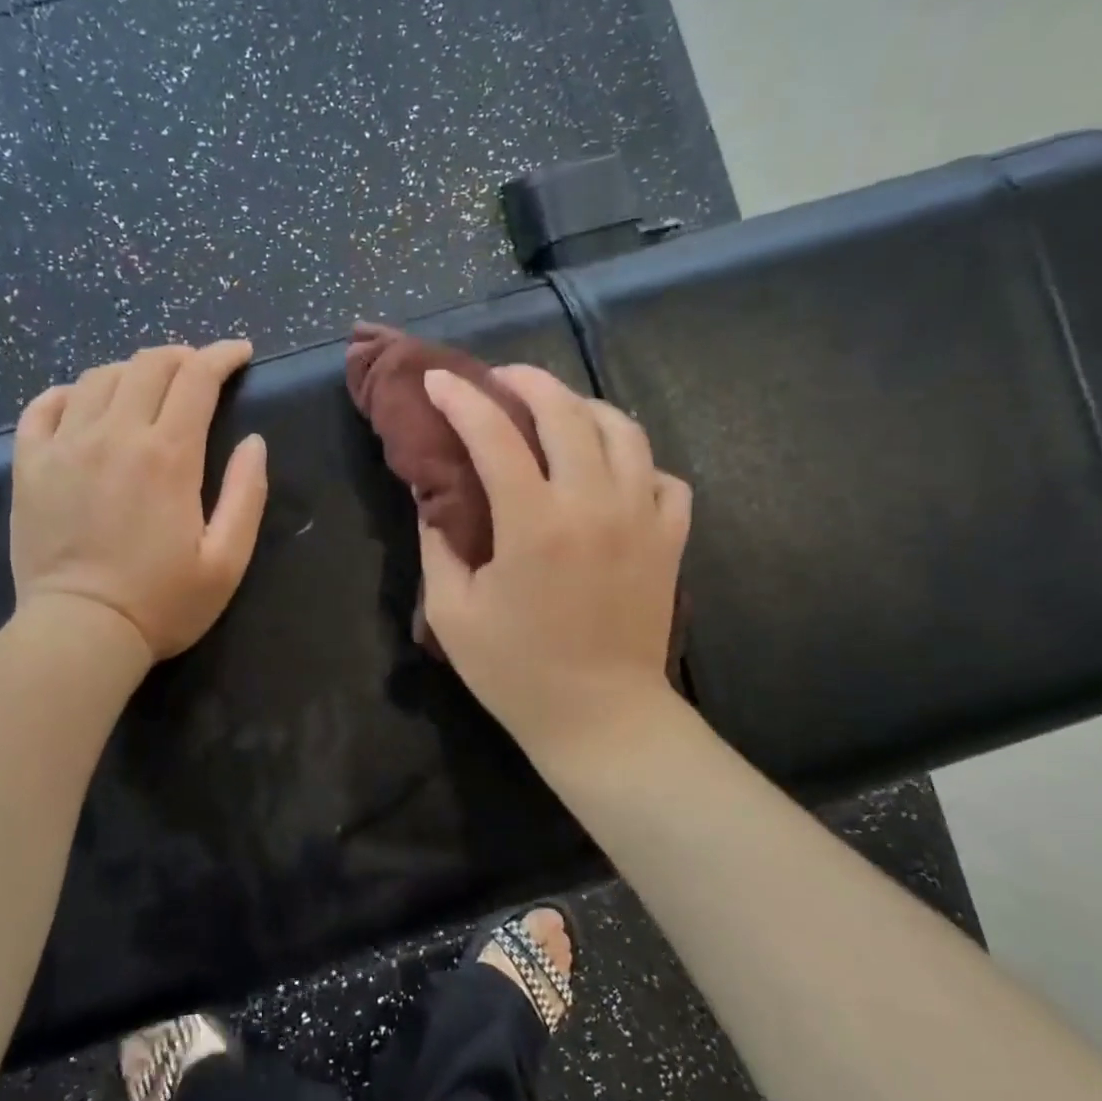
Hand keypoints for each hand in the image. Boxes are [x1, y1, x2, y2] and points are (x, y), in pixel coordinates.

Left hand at [9, 341, 267, 664]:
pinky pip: (43, 407)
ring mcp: (65, 446)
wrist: (79, 634)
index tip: (240, 354)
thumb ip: (247, 494)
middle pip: (148, 364)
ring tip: (147, 389)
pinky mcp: (29, 465)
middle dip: (181, 356)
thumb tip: (254, 441)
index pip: (197, 377)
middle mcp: (115, 435)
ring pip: (98, 377)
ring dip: (131, 372)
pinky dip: (68, 394)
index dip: (222, 356)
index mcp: (168, 455)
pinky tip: (81, 404)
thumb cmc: (162, 603)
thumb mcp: (227, 560)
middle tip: (198, 372)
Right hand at [418, 364, 692, 753]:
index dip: (461, 400)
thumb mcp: (453, 612)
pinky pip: (663, 476)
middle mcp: (594, 505)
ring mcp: (641, 518)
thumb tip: (431, 495)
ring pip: (623, 429)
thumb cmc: (516, 671)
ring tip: (556, 411)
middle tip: (500, 380)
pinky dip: (635, 460)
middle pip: (566, 412)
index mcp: (534, 524)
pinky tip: (610, 471)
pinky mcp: (670, 539)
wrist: (602, 720)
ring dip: (584, 407)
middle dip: (527, 381)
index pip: (494, 435)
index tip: (438, 381)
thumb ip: (437, 543)